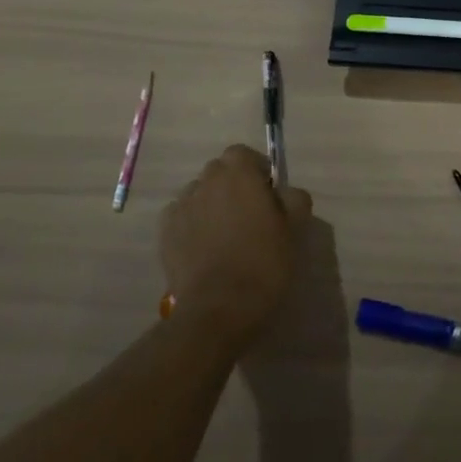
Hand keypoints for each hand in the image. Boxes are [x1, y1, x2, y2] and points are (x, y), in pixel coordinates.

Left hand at [160, 145, 312, 344]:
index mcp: (239, 173)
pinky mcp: (165, 232)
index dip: (255, 170)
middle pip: (219, 171)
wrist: (218, 307)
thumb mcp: (295, 229)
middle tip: (248, 214)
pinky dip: (192, 224)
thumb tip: (286, 192)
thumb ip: (295, 199)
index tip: (267, 193)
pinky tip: (203, 247)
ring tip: (224, 234)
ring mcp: (182, 206)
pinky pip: (181, 216)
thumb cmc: (263, 262)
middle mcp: (206, 181)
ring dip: (211, 203)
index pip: (242, 154)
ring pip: (199, 193)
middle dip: (232, 185)